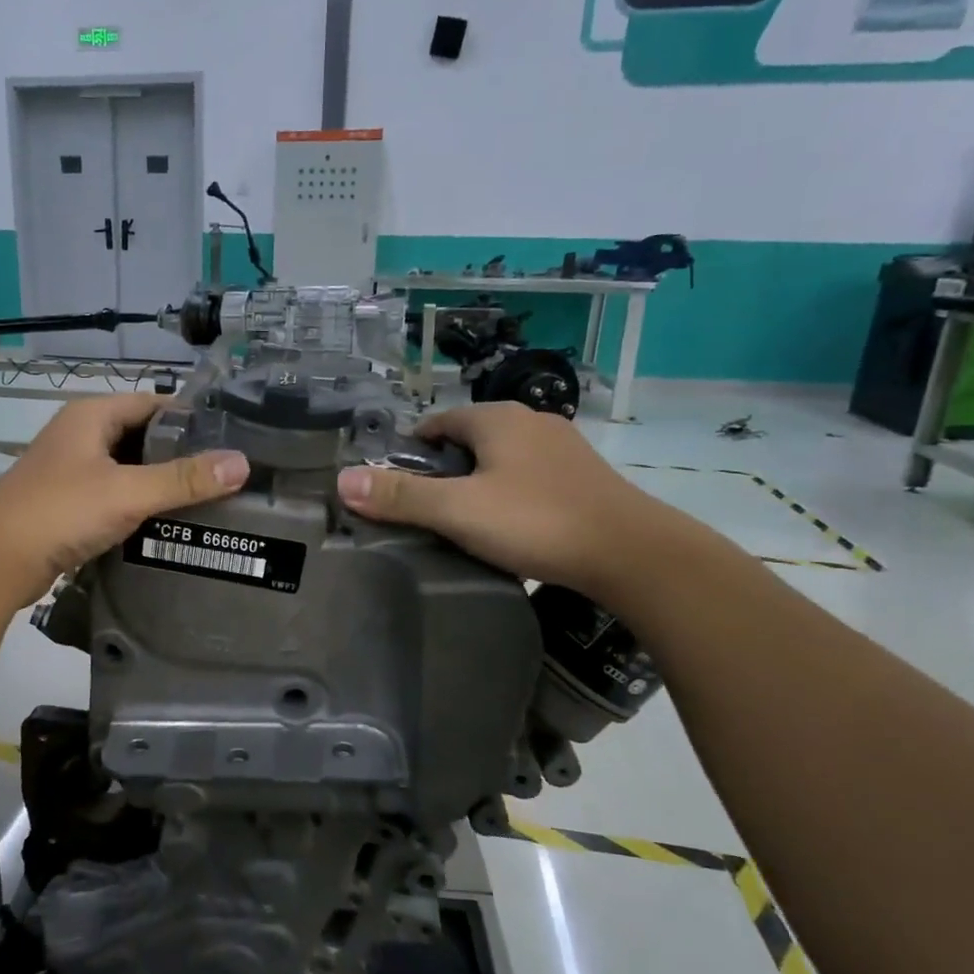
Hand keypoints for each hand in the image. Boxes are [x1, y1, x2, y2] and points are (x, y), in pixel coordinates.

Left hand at [0, 392, 250, 605]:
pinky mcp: (68, 504)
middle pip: (142, 436)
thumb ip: (184, 479)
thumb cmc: (60, 511)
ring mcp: (71, 471)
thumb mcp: (128, 492)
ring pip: (128, 469)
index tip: (229, 436)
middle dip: (179, 453)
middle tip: (224, 472)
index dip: (190, 417)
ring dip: (160, 482)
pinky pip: (114, 496)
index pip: (152, 403)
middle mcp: (80, 436)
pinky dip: (140, 505)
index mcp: (91, 415)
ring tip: (207, 498)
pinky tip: (168, 523)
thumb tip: (241, 464)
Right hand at [335, 402, 665, 593]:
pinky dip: (510, 496)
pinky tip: (509, 529)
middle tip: (424, 512)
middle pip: (468, 440)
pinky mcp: (583, 478)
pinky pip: (529, 479)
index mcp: (497, 419)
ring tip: (462, 524)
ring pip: (501, 460)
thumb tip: (342, 480)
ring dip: (478, 484)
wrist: (632, 554)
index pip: (437, 423)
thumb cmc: (536, 522)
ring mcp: (562, 449)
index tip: (395, 488)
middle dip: (443, 470)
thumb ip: (401, 497)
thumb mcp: (458, 511)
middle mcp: (531, 422)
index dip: (411, 452)